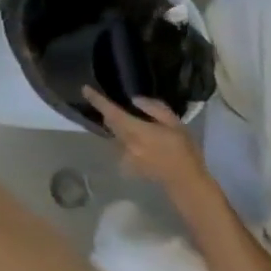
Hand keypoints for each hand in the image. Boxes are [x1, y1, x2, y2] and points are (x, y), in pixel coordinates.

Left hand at [82, 87, 211, 194]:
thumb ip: (155, 109)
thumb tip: (134, 99)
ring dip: (120, 129)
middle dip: (110, 114)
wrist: (185, 181)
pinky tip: (141, 146)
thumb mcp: (176, 125)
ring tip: (136, 128)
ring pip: (114, 135)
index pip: (110, 111)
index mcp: (135, 130)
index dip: (96, 100)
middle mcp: (124, 142)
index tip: (85, 89)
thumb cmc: (184, 151)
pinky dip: (126, 142)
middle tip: (117, 107)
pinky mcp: (125, 164)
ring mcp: (122, 154)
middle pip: (110, 123)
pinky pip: (120, 147)